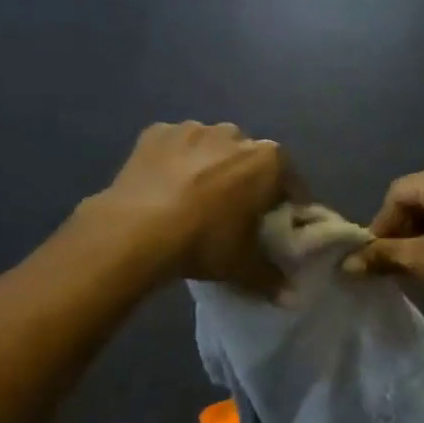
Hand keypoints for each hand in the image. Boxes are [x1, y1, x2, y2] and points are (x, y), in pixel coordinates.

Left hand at [95, 122, 288, 294]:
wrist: (135, 230)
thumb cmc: (203, 241)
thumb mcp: (242, 266)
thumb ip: (270, 276)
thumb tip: (287, 294)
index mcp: (267, 160)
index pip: (289, 181)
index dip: (284, 204)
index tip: (274, 224)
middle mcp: (234, 134)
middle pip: (248, 159)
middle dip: (244, 180)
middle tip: (231, 213)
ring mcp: (193, 129)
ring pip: (210, 148)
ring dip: (208, 166)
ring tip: (192, 201)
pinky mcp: (156, 132)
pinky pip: (174, 147)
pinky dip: (173, 162)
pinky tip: (162, 189)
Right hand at [341, 164, 423, 338]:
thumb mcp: (423, 262)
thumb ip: (382, 255)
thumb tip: (347, 263)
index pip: (399, 193)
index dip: (381, 224)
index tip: (371, 255)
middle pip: (419, 195)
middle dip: (400, 227)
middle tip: (388, 259)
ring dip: (419, 230)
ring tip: (408, 261)